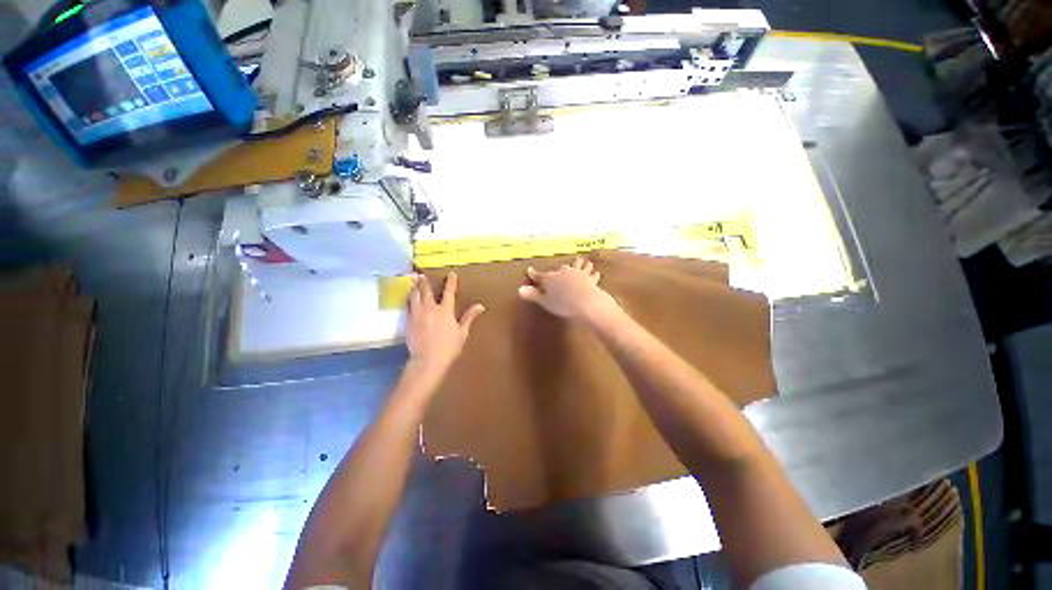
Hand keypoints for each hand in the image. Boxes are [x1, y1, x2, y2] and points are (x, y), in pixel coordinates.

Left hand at [407, 272, 484, 373]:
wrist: (427, 360)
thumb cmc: (449, 347)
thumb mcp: (462, 332)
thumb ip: (469, 317)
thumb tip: (480, 305)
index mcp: (445, 310)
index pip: (449, 292)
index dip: (451, 282)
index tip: (451, 274)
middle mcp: (430, 308)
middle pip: (426, 290)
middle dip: (425, 281)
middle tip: (422, 274)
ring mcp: (417, 314)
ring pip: (414, 296)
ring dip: (415, 287)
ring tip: (413, 282)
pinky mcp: (408, 321)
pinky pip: (407, 306)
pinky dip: (408, 299)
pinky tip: (408, 298)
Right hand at [518, 257, 619, 322]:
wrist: (586, 302)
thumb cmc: (563, 304)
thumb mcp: (545, 302)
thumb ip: (533, 295)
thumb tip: (519, 289)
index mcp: (551, 278)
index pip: (540, 275)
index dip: (534, 274)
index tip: (529, 270)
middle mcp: (563, 273)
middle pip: (560, 269)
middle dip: (559, 269)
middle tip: (560, 267)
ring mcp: (578, 274)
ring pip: (578, 266)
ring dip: (579, 264)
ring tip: (582, 261)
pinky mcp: (590, 279)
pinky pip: (591, 275)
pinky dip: (592, 274)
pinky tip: (596, 273)